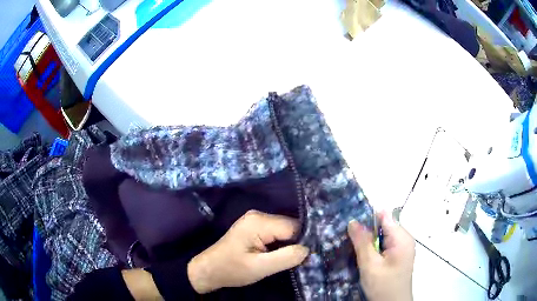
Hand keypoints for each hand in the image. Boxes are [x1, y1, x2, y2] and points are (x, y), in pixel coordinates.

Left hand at [187, 210, 308, 293]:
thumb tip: (308, 249)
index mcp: (259, 222)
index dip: (303, 241)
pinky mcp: (255, 227)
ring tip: (290, 259)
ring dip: (289, 244)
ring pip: (285, 230)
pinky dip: (281, 244)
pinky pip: (276, 232)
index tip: (308, 257)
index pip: (294, 227)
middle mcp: (259, 215)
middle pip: (290, 226)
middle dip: (296, 243)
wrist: (210, 269)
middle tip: (300, 261)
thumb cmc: (232, 269)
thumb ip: (286, 257)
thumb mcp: (260, 267)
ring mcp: (256, 220)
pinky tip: (281, 254)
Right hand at [348, 211, 414, 300]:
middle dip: (367, 231)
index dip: (367, 218)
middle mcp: (405, 238)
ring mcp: (403, 247)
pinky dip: (375, 248)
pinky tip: (365, 257)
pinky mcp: (399, 255)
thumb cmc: (383, 286)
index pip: (384, 216)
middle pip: (384, 226)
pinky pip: (386, 245)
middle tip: (350, 240)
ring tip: (355, 249)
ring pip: (383, 236)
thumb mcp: (370, 265)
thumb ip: (363, 243)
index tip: (351, 226)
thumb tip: (353, 222)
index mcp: (401, 238)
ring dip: (370, 241)